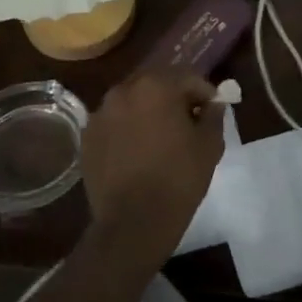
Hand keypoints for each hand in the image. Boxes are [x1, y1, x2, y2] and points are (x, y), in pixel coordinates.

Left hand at [80, 71, 224, 270]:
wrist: (133, 223)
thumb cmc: (178, 180)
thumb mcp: (209, 146)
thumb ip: (213, 116)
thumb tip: (213, 104)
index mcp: (156, 86)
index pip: (188, 78)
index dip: (204, 94)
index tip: (212, 111)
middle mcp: (123, 90)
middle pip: (156, 85)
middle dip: (174, 99)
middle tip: (188, 123)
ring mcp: (101, 113)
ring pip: (132, 103)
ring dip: (148, 113)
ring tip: (160, 139)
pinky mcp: (87, 137)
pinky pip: (114, 124)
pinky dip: (127, 130)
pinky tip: (137, 153)